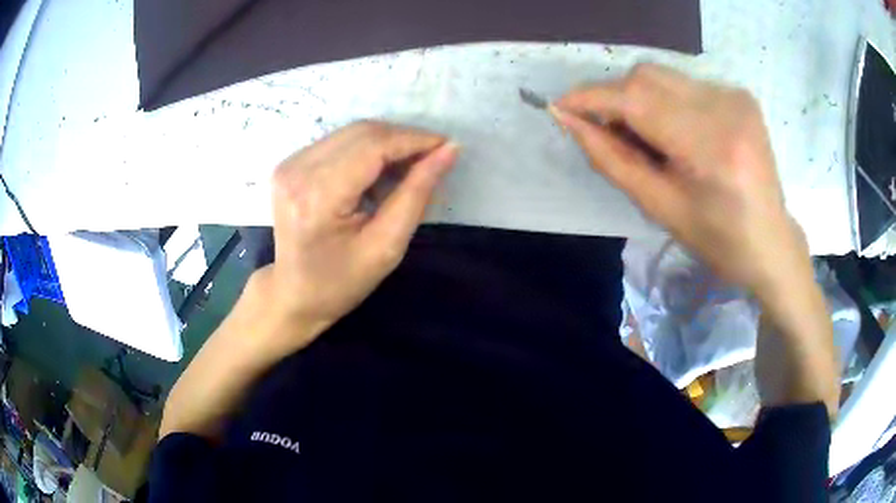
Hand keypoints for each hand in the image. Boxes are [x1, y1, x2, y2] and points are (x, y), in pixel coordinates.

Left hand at [251, 121, 457, 350]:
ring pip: (352, 133)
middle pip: (362, 132)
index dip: (414, 140)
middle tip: (433, 158)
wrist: (294, 294)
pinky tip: (379, 172)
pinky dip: (367, 150)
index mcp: (317, 196)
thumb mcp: (386, 247)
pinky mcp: (290, 164)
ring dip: (387, 143)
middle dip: (404, 139)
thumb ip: (417, 193)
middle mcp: (297, 170)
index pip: (373, 146)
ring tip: (409, 167)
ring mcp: (290, 164)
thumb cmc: (341, 282)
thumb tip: (449, 151)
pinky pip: (339, 142)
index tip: (447, 146)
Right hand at [552, 64, 810, 301]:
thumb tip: (567, 119)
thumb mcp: (659, 207)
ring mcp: (736, 96)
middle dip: (615, 98)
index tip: (561, 106)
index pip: (637, 99)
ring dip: (639, 99)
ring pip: (663, 76)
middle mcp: (726, 108)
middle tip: (608, 131)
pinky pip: (684, 84)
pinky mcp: (740, 94)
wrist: (771, 241)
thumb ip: (610, 158)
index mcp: (711, 148)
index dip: (592, 97)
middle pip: (647, 77)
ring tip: (647, 137)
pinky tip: (675, 131)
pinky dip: (665, 101)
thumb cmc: (717, 240)